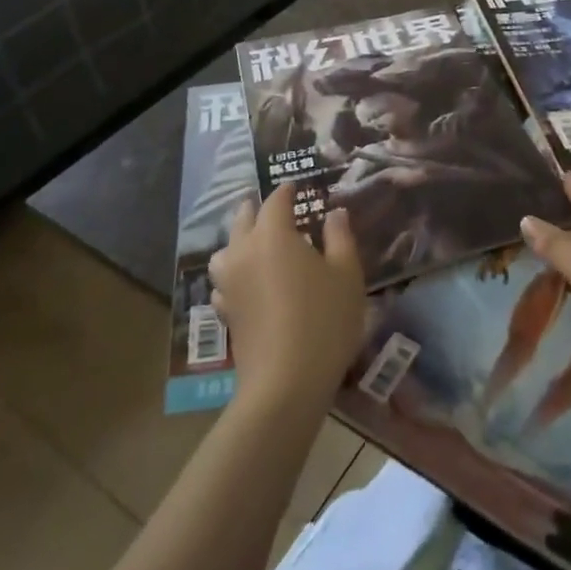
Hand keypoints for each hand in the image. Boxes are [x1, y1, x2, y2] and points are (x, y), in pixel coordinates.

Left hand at [208, 186, 367, 412]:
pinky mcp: (225, 310)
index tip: (298, 187)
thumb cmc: (324, 320)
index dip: (288, 190)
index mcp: (273, 234)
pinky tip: (247, 283)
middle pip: (243, 218)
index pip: (276, 200)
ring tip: (257, 243)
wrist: (285, 383)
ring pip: (226, 249)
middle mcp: (244, 250)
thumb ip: (340, 237)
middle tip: (276, 209)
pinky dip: (234, 273)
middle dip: (258, 209)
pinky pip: (224, 280)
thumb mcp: (346, 274)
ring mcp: (229, 282)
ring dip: (239, 239)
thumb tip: (334, 213)